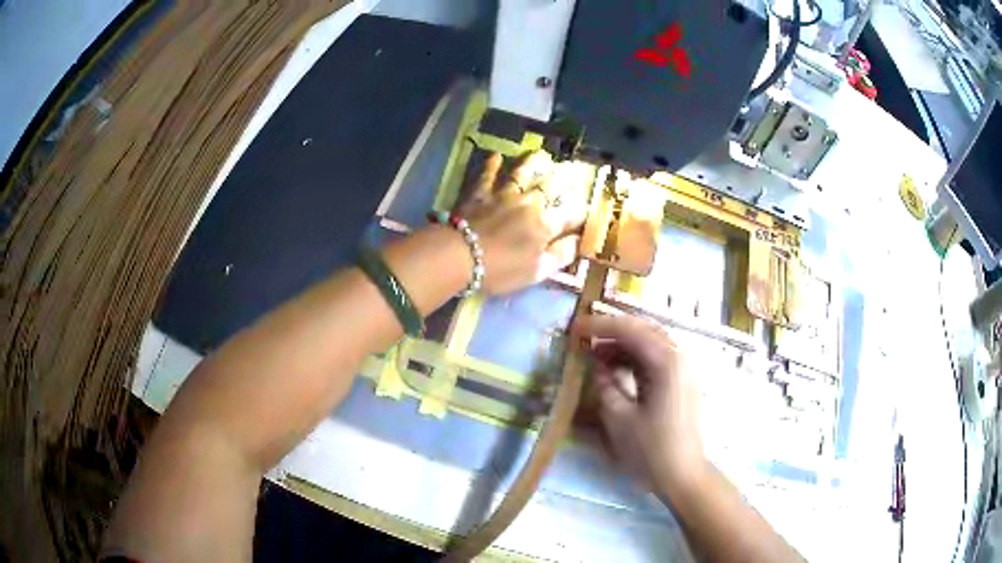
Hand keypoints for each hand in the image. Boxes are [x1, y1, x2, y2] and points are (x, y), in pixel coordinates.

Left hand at [459, 151, 587, 294]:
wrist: (459, 256)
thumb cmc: (500, 270)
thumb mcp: (536, 272)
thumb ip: (559, 256)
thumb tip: (577, 241)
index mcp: (544, 227)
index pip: (568, 216)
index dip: (579, 211)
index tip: (587, 206)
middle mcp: (528, 205)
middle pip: (551, 187)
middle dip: (565, 178)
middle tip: (574, 167)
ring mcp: (503, 196)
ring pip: (522, 173)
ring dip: (534, 162)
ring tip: (543, 154)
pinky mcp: (480, 193)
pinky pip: (487, 175)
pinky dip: (492, 165)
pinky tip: (496, 155)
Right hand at [575, 314, 706, 496]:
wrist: (683, 475)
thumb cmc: (650, 449)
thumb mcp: (618, 418)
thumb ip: (605, 383)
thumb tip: (596, 362)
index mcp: (666, 362)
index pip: (630, 330)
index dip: (599, 325)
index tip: (574, 328)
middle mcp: (679, 357)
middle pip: (644, 329)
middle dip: (612, 330)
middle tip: (584, 337)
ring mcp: (683, 368)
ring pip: (650, 342)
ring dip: (623, 344)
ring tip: (595, 355)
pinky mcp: (681, 381)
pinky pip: (656, 357)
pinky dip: (634, 357)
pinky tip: (615, 369)